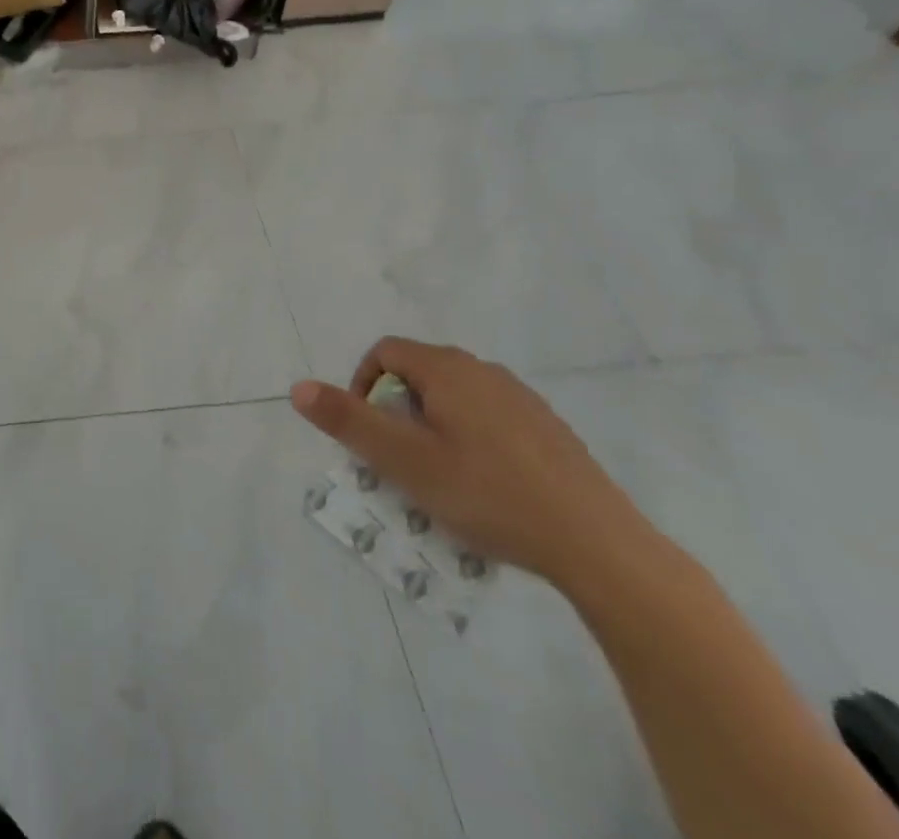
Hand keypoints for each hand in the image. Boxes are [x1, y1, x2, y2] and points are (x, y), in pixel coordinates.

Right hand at [291, 338, 653, 587]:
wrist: (600, 545)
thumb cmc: (488, 495)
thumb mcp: (405, 461)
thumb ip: (348, 421)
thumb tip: (298, 387)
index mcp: (447, 369)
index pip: (384, 352)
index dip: (362, 386)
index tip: (368, 434)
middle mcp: (484, 370)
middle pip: (419, 374)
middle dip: (397, 411)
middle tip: (399, 461)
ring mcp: (522, 399)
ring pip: (455, 398)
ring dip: (432, 426)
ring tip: (440, 478)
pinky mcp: (549, 430)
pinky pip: (490, 419)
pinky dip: (471, 440)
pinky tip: (487, 487)